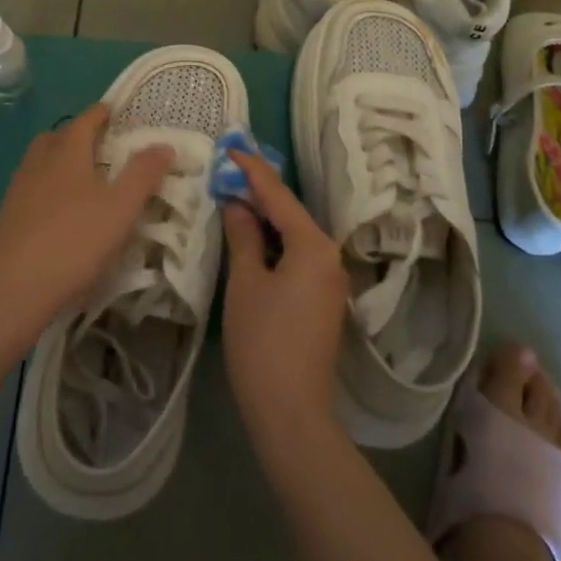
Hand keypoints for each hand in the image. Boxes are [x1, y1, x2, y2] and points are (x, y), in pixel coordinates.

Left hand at [0, 104, 173, 330]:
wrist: (10, 290)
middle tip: (105, 148)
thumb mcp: (120, 208)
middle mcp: (39, 162)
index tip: (120, 113)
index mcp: (67, 151)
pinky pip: (33, 190)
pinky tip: (64, 216)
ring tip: (88, 183)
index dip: (103, 113)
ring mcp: (18, 190)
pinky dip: (51, 191)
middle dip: (80, 136)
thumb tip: (164, 144)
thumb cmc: (73, 241)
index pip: (86, 119)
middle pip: (58, 137)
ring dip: (63, 164)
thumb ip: (144, 174)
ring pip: (42, 164)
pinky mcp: (8, 218)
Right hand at [221, 149, 351, 456]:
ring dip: (267, 218)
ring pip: (295, 235)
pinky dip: (276, 242)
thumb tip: (237, 203)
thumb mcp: (246, 282)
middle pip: (292, 213)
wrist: (292, 412)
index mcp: (314, 245)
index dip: (253, 171)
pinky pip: (299, 256)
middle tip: (228, 172)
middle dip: (261, 192)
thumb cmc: (263, 342)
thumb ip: (243, 236)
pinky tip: (253, 239)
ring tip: (235, 198)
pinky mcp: (324, 300)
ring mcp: (331, 280)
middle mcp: (330, 256)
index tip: (232, 148)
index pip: (280, 196)